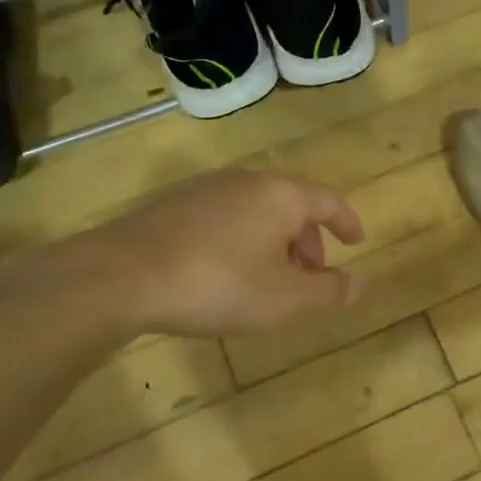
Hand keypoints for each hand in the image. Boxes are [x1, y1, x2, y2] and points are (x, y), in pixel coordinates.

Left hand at [67, 168, 365, 337]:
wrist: (121, 276)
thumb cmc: (218, 284)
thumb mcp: (284, 299)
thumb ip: (328, 291)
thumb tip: (359, 284)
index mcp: (280, 195)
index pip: (327, 200)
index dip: (346, 221)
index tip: (357, 241)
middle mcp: (246, 181)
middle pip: (290, 204)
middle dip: (308, 238)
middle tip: (312, 273)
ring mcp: (205, 189)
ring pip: (256, 210)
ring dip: (274, 241)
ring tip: (270, 278)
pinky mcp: (172, 206)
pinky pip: (225, 217)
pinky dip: (241, 239)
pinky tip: (227, 272)